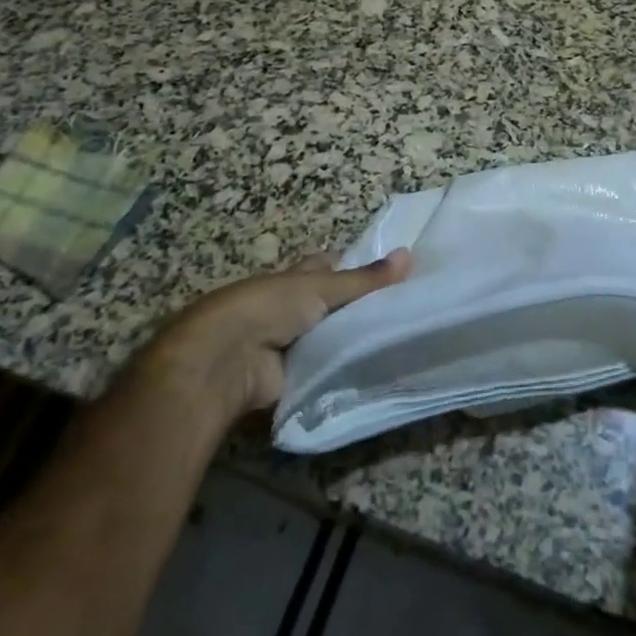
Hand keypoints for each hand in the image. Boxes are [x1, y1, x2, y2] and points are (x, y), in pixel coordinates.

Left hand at [143, 248, 410, 416]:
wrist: (226, 360)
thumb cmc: (268, 307)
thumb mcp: (321, 287)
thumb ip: (364, 280)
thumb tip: (409, 255)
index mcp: (294, 278)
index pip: (326, 267)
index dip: (350, 267)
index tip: (386, 270)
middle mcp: (290, 308)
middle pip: (328, 304)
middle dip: (355, 307)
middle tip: (401, 310)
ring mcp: (288, 345)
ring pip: (327, 339)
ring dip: (349, 341)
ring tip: (397, 342)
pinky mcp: (287, 379)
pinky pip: (322, 372)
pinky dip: (341, 372)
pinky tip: (373, 372)